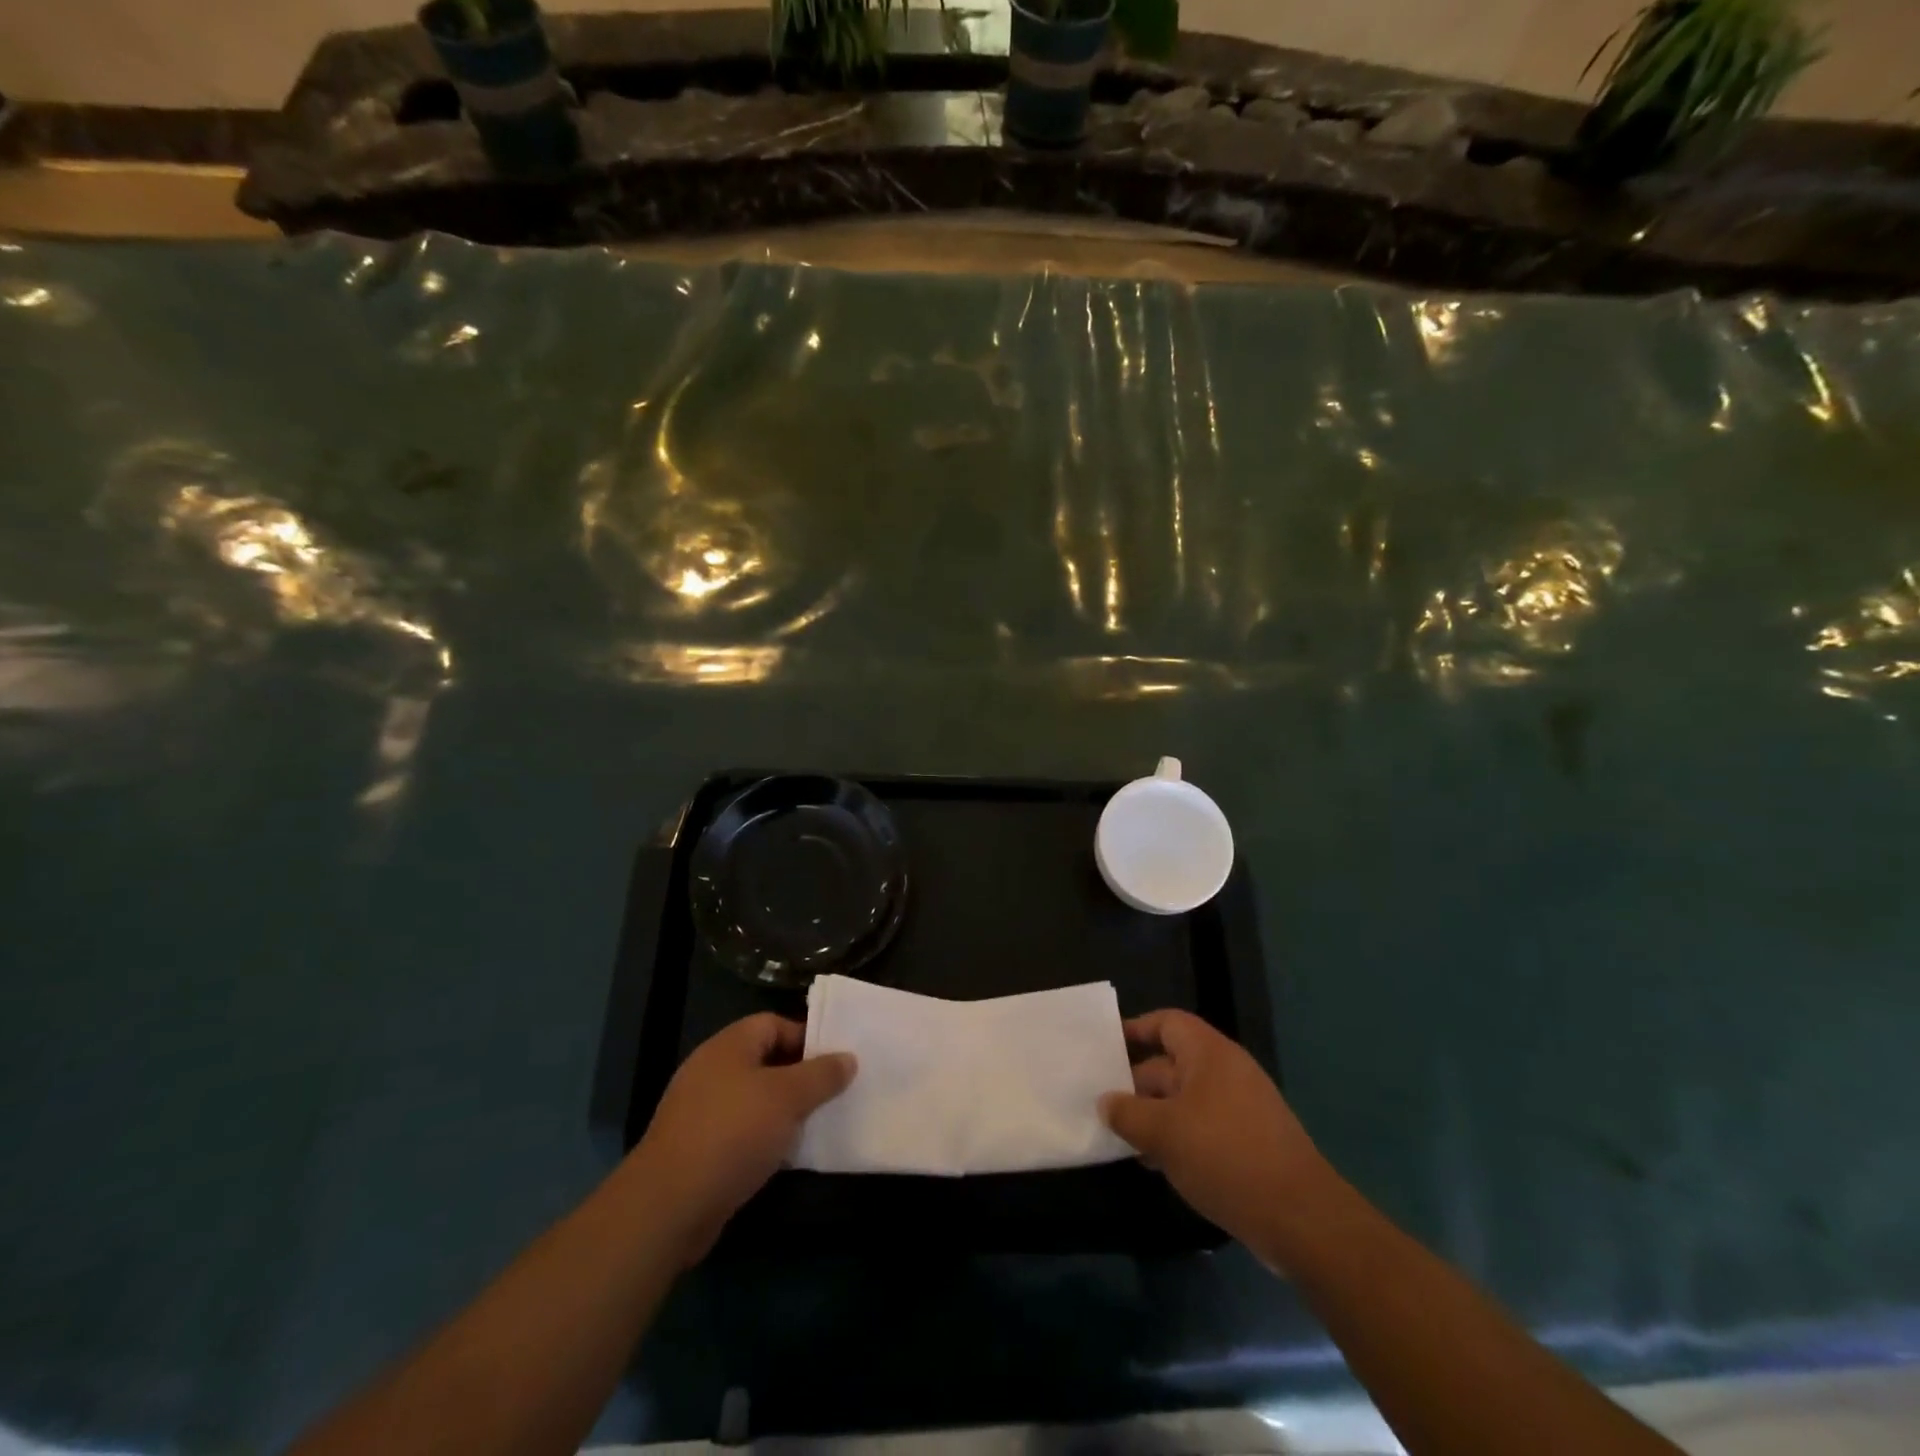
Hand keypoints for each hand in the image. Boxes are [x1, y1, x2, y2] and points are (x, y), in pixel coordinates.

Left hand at [629, 1014, 855, 1264]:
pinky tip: (786, 1154)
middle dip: (800, 1076)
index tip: (836, 1060)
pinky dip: (765, 1138)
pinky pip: (742, 1131)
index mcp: (729, 1045)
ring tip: (817, 1123)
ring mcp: (701, 1110)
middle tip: (834, 1092)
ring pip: (755, 1099)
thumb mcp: (787, 1097)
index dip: (807, 1037)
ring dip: (784, 1110)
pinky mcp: (698, 1148)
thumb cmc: (733, 1134)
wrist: (669, 1205)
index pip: (774, 1023)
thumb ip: (821, 1074)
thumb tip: (848, 1057)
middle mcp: (712, 1070)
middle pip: (765, 1061)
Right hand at [1100, 1009, 1327, 1265]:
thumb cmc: (1225, 1156)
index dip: (1137, 1028)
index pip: (1168, 1023)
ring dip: (1155, 1116)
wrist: (1301, 1219)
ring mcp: (1242, 1109)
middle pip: (1172, 1063)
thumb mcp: (1164, 1133)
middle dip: (1137, 1084)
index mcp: (1210, 1054)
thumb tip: (1105, 1101)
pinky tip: (1158, 1164)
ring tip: (1124, 1140)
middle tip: (1104, 1104)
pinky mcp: (1251, 1143)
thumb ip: (1127, 1114)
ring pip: (1186, 1100)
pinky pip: (1204, 1127)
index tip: (1107, 1046)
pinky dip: (1179, 1138)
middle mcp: (1227, 1072)